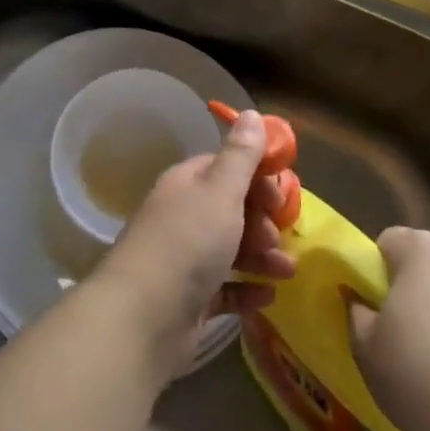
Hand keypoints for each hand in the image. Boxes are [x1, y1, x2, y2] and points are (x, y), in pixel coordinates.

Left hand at [92, 110, 295, 376]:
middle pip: (232, 210)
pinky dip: (247, 290)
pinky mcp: (189, 300)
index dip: (257, 178)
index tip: (280, 194)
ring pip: (232, 249)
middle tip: (277, 237)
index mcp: (187, 184)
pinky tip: (268, 297)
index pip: (226, 169)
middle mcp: (183, 216)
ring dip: (262, 257)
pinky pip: (225, 289)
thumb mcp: (220, 191)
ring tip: (286, 271)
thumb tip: (249, 113)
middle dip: (263, 221)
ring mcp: (184, 260)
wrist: (143, 317)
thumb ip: (240, 155)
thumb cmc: (187, 243)